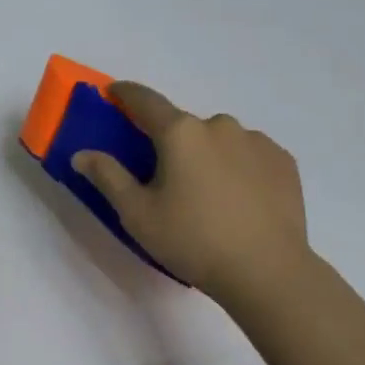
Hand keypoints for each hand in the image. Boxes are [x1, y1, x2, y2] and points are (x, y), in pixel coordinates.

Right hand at [71, 82, 315, 308]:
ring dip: (208, 155)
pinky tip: (240, 199)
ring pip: (220, 139)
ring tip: (209, 195)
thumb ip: (108, 177)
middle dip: (171, 143)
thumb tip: (82, 154)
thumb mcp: (137, 214)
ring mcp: (256, 141)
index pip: (145, 100)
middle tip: (167, 179)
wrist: (268, 272)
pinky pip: (250, 154)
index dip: (125, 93)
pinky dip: (239, 167)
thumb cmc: (193, 241)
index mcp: (180, 132)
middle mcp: (219, 125)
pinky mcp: (283, 161)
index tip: (113, 92)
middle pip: (184, 126)